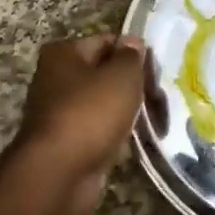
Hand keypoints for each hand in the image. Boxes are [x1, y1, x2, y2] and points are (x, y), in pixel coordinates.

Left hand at [10, 33, 148, 214]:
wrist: (59, 173)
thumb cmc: (91, 113)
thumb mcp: (121, 76)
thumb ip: (131, 56)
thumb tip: (133, 43)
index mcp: (63, 54)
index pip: (108, 42)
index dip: (135, 54)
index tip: (157, 73)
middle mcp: (56, 79)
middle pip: (105, 74)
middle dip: (134, 86)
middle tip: (159, 100)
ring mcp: (60, 112)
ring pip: (104, 104)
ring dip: (127, 113)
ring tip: (154, 121)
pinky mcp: (67, 142)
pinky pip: (99, 130)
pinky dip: (116, 135)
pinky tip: (135, 143)